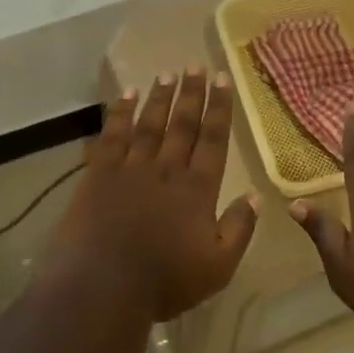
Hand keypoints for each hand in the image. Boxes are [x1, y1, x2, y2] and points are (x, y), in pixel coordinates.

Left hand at [44, 69, 258, 322]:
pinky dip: (119, 113)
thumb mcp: (218, 266)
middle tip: (196, 65)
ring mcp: (130, 169)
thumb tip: (255, 196)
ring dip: (159, 98)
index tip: (223, 79)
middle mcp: (166, 169)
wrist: (101, 287)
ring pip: (149, 124)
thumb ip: (239, 229)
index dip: (219, 108)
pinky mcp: (98, 175)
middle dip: (191, 93)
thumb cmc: (164, 282)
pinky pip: (111, 136)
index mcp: (197, 189)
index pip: (213, 139)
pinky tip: (125, 96)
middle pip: (182, 124)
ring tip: (167, 75)